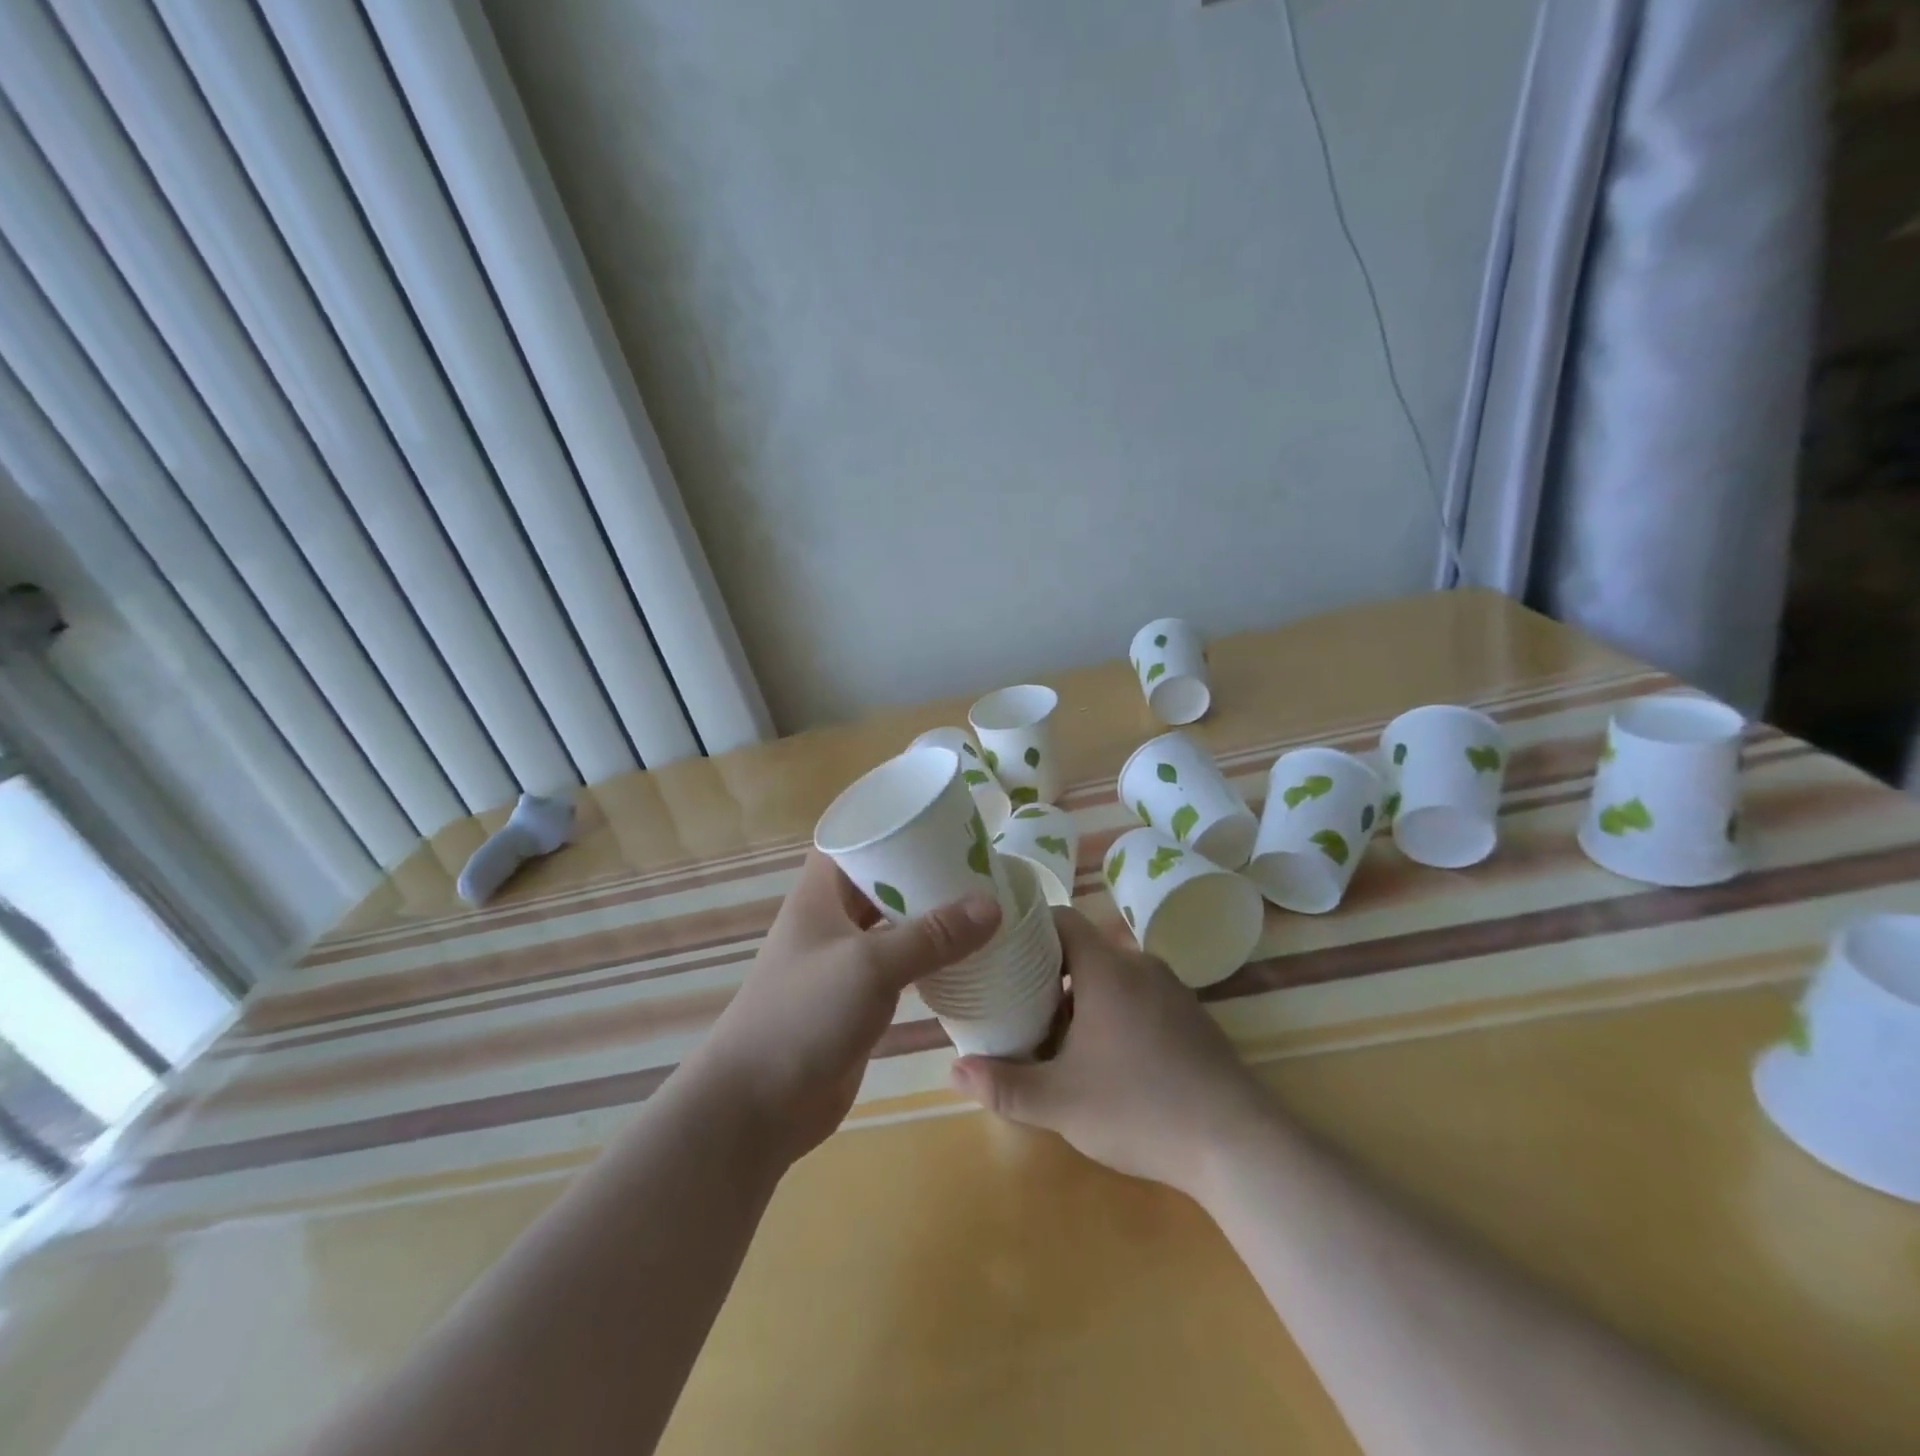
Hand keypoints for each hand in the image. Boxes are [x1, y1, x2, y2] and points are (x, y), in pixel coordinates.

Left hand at [695, 850, 1001, 1164]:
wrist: (757, 1106)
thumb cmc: (804, 1015)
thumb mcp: (871, 965)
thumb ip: (932, 936)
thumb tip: (993, 904)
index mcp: (819, 895)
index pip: (854, 840)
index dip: (891, 825)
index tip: (940, 821)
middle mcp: (829, 921)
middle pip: (879, 882)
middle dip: (922, 872)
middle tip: (976, 863)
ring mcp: (841, 962)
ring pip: (891, 925)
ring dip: (928, 917)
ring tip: (980, 904)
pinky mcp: (855, 1001)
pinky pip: (897, 967)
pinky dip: (926, 959)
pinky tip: (964, 958)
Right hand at [950, 907, 1272, 1198]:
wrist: (1237, 1144)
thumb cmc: (1139, 1108)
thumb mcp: (1060, 1103)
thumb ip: (1004, 1085)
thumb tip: (954, 1069)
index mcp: (1107, 969)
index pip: (1061, 919)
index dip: (1028, 928)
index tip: (1001, 951)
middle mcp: (1140, 966)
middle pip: (1084, 950)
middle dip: (1049, 973)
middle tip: (1018, 1004)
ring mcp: (1172, 990)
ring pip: (1113, 976)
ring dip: (1082, 997)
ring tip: (1055, 1035)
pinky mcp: (1192, 1018)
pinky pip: (1140, 997)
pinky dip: (1114, 1011)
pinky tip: (1107, 1058)